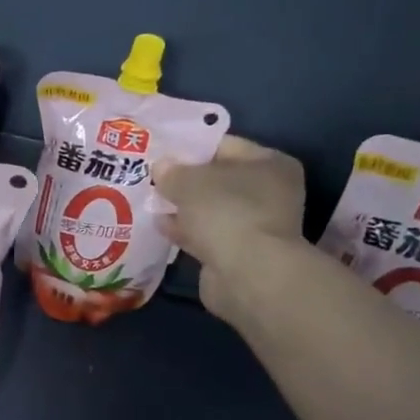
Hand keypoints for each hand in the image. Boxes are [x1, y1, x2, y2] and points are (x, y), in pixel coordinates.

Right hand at [157, 136, 309, 328]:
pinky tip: (159, 225)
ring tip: (149, 200)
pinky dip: (186, 230)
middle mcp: (269, 192)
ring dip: (183, 207)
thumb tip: (161, 167)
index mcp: (270, 163)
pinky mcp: (238, 253)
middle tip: (151, 176)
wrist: (247, 274)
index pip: (225, 145)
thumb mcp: (190, 182)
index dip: (191, 147)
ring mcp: (254, 225)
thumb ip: (173, 172)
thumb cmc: (226, 212)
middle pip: (218, 179)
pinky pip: (206, 234)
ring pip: (211, 209)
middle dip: (185, 180)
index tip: (162, 150)